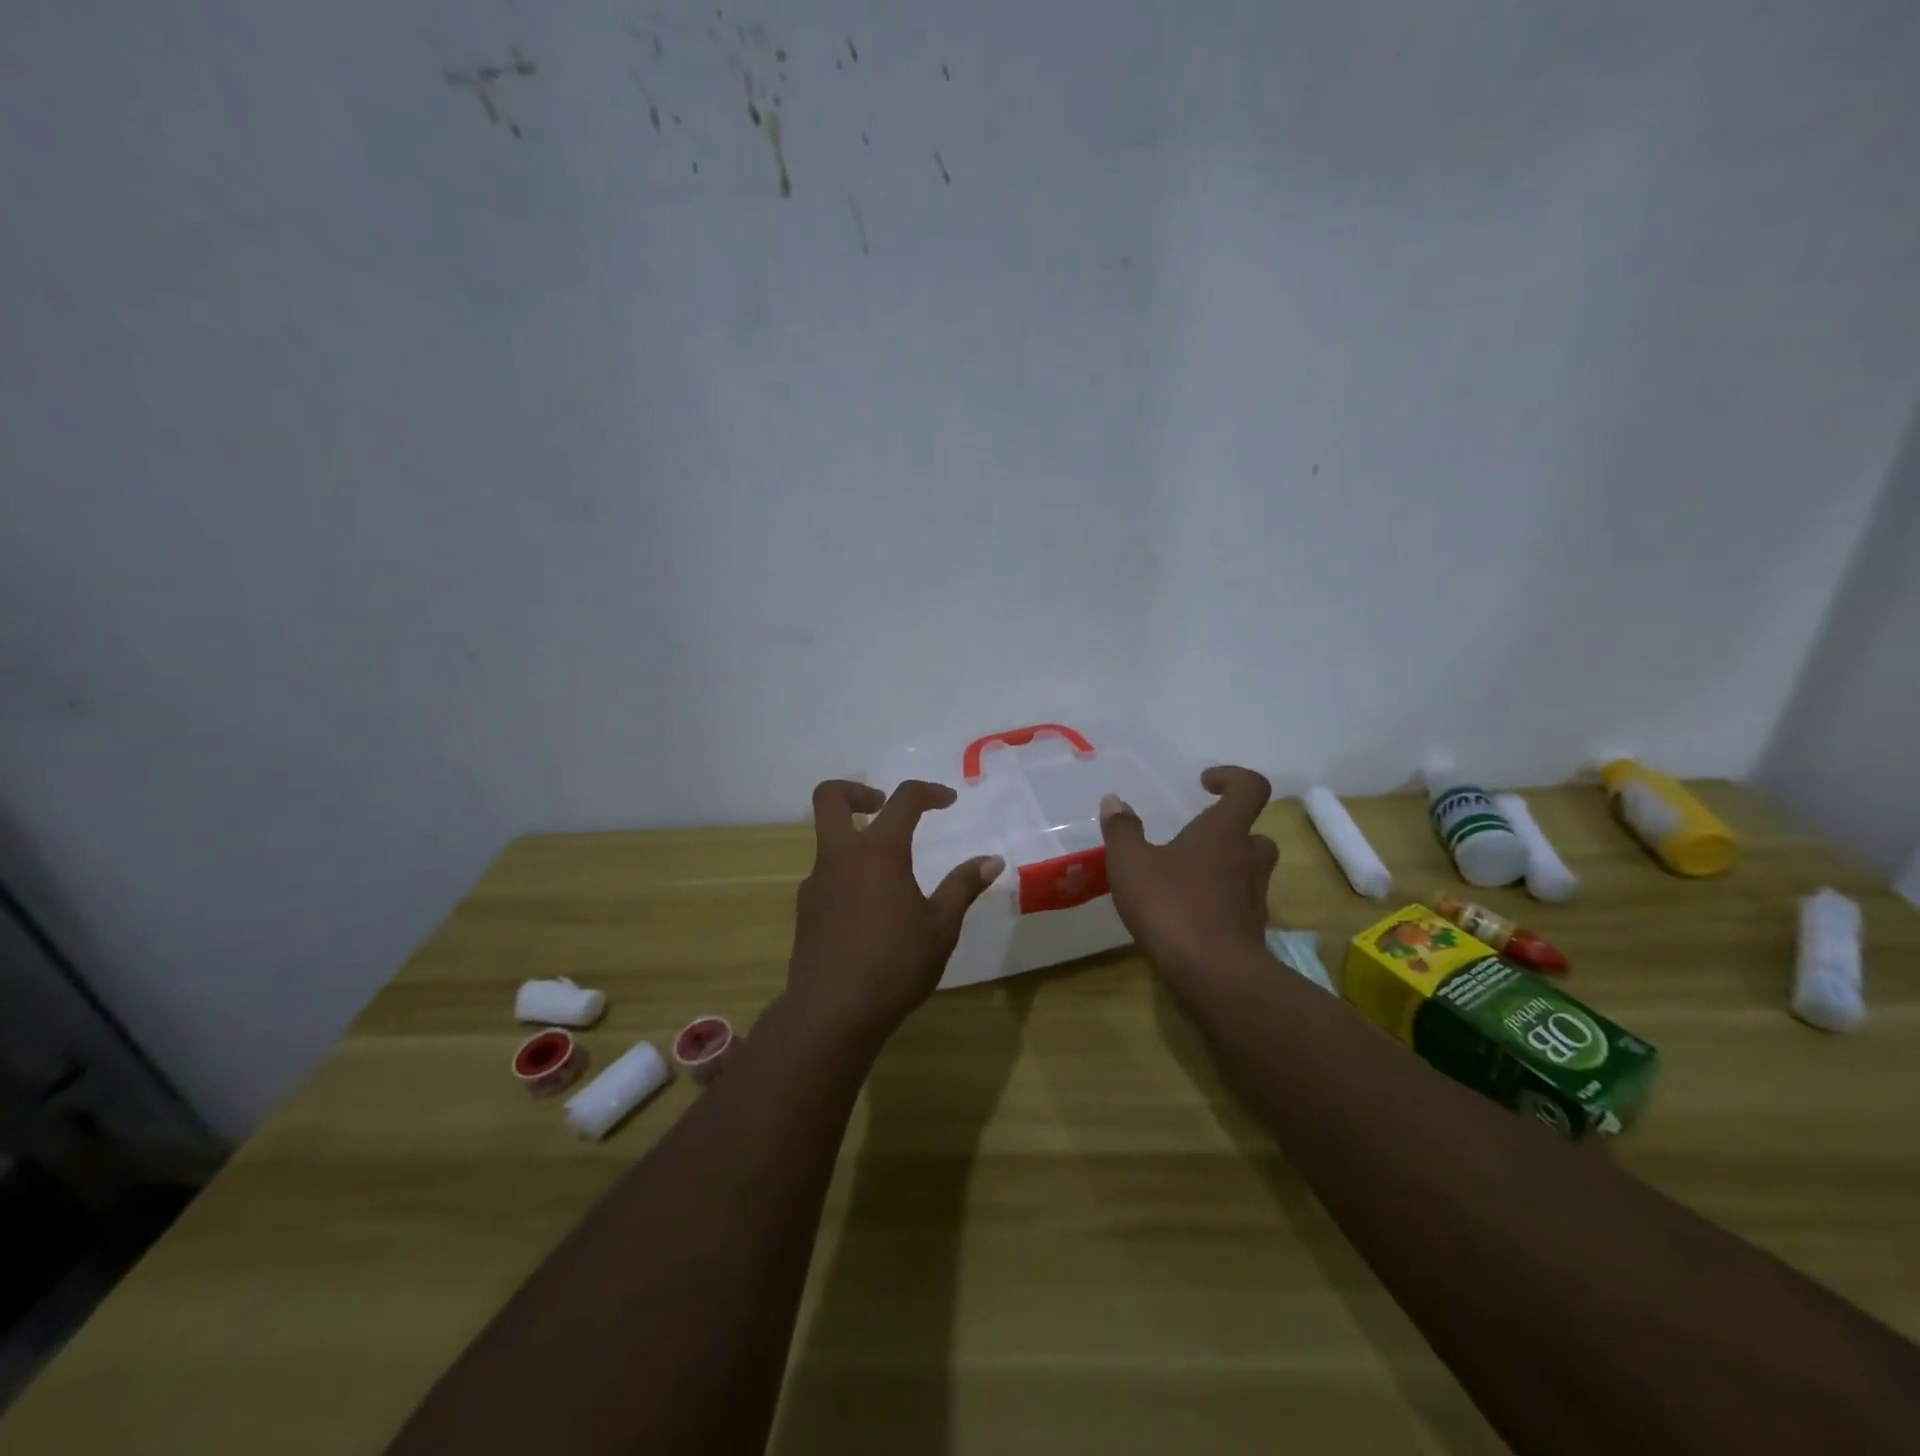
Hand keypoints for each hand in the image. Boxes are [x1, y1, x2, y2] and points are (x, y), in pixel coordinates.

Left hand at [787, 779, 1002, 1045]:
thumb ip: (963, 886)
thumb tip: (992, 860)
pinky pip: (826, 876)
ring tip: (889, 875)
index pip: (903, 799)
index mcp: (878, 852)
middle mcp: (840, 856)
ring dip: (854, 840)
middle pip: (830, 797)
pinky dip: (847, 875)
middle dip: (857, 791)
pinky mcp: (805, 910)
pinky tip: (869, 912)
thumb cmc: (895, 965)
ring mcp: (816, 882)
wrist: (831, 1013)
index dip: (929, 792)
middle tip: (882, 805)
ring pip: (827, 840)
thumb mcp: (941, 926)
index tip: (948, 801)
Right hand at [1100, 766, 1278, 989]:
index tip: (1204, 784)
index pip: (1251, 788)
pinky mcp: (1250, 931)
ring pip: (1248, 871)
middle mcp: (1247, 859)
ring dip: (1224, 868)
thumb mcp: (1131, 863)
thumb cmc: (1172, 906)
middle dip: (1228, 831)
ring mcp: (1254, 898)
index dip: (1232, 777)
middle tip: (1194, 840)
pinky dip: (1218, 903)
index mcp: (1224, 832)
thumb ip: (1122, 830)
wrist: (1214, 976)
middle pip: (1254, 833)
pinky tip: (1186, 914)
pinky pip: (1238, 905)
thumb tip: (1114, 801)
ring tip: (1184, 878)